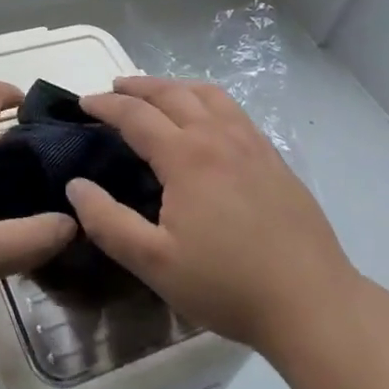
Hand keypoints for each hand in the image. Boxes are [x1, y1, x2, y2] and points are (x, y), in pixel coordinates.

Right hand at [66, 76, 358, 352]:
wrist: (312, 303)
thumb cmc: (228, 285)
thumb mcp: (155, 263)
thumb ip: (109, 223)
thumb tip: (75, 187)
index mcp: (186, 156)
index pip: (135, 115)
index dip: (106, 105)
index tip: (83, 103)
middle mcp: (217, 135)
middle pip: (170, 93)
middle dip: (137, 86)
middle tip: (113, 88)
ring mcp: (250, 142)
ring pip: (206, 94)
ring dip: (173, 86)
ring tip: (156, 93)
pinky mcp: (273, 156)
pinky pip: (232, 109)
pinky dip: (206, 98)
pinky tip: (206, 117)